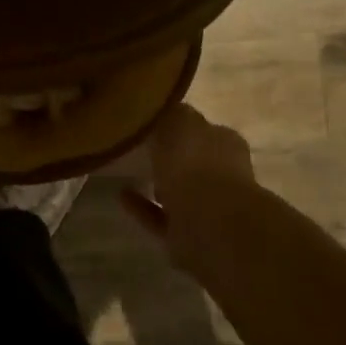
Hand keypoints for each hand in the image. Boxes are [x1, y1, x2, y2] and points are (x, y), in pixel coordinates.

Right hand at [121, 103, 255, 272]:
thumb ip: (172, 113)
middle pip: (193, 162)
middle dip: (171, 157)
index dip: (180, 125)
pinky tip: (121, 195)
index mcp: (224, 143)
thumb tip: (165, 109)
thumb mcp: (180, 121)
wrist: (209, 222)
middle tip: (139, 147)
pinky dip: (143, 207)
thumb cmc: (196, 163)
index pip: (202, 129)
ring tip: (126, 171)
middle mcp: (221, 174)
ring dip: (157, 184)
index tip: (154, 123)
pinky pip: (160, 217)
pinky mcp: (189, 234)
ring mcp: (208, 208)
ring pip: (178, 192)